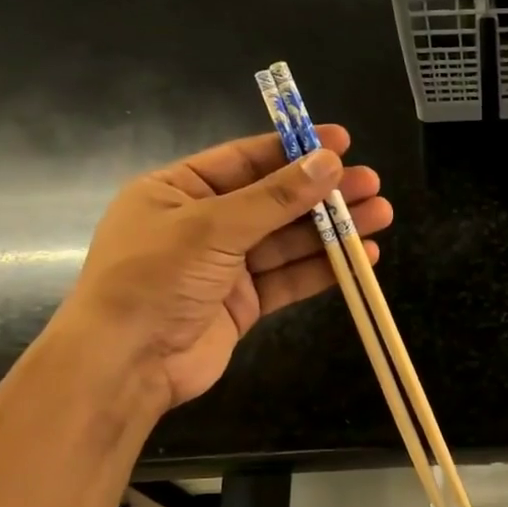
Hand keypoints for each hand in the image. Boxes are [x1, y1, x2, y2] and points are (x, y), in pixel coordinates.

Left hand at [60, 126, 392, 410]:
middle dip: (324, 193)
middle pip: (275, 201)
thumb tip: (328, 162)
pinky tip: (362, 257)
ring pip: (289, 241)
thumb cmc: (155, 278)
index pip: (246, 160)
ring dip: (334, 230)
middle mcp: (204, 224)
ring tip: (380, 216)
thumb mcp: (212, 227)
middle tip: (372, 184)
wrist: (127, 363)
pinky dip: (324, 269)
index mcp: (179, 190)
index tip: (342, 143)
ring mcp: (226, 266)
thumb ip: (275, 197)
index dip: (294, 150)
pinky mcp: (245, 303)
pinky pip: (290, 278)